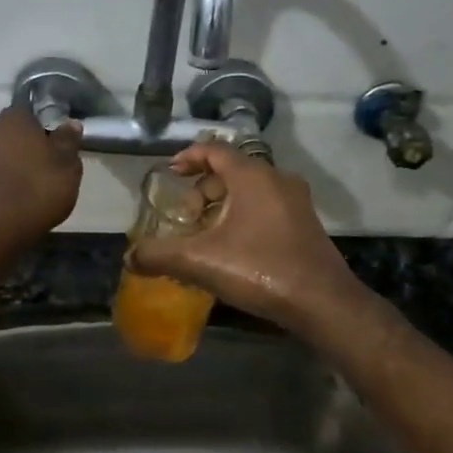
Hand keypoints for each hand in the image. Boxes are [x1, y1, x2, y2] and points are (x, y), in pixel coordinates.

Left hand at [0, 108, 82, 250]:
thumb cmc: (35, 191)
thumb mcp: (67, 169)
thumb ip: (68, 143)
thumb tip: (71, 124)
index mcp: (13, 119)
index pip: (28, 114)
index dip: (40, 131)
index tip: (50, 150)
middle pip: (6, 134)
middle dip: (18, 148)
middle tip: (36, 171)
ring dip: (1, 167)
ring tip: (18, 192)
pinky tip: (1, 204)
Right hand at [130, 142, 367, 335]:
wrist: (323, 302)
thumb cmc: (260, 270)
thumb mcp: (201, 262)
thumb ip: (160, 255)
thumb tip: (129, 257)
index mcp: (252, 176)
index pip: (214, 150)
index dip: (188, 157)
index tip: (170, 172)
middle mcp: (277, 179)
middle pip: (231, 171)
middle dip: (203, 189)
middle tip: (185, 215)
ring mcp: (295, 201)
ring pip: (249, 190)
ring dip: (223, 205)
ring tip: (204, 234)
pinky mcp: (305, 223)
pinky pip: (266, 206)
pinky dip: (243, 216)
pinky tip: (233, 248)